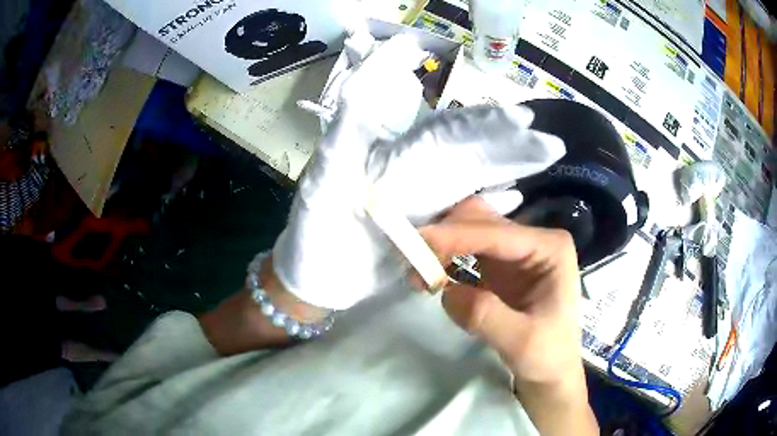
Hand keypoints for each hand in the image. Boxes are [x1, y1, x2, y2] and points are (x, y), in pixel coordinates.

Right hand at [420, 197, 597, 435]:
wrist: (550, 371)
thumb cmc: (547, 356)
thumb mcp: (522, 342)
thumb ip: (486, 316)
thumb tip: (447, 292)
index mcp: (549, 248)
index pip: (498, 233)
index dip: (457, 235)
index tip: (417, 243)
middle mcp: (532, 240)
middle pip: (482, 220)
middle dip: (446, 235)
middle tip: (413, 261)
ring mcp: (515, 251)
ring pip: (470, 229)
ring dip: (441, 245)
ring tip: (418, 274)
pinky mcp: (500, 264)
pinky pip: (466, 249)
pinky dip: (444, 257)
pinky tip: (431, 277)